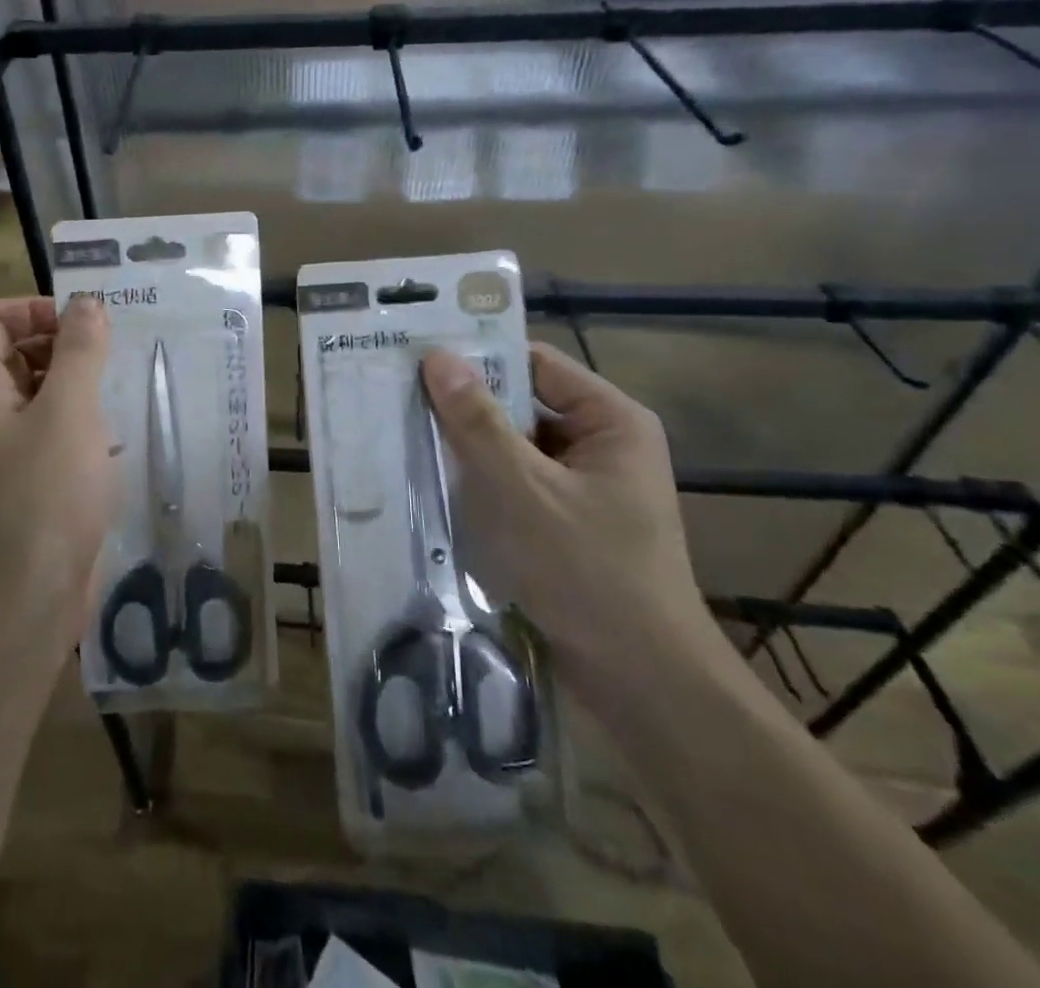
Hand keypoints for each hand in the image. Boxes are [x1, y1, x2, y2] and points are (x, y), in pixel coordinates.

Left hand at [0, 296, 119, 648]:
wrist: (25, 601)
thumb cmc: (46, 495)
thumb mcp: (69, 411)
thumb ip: (78, 350)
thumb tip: (85, 302)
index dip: (37, 309)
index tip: (86, 326)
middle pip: (14, 351)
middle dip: (62, 345)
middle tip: (110, 359)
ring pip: (35, 393)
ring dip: (74, 386)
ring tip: (114, 398)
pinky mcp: (22, 481)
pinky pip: (46, 432)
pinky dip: (75, 424)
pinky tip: (109, 443)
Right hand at [420, 343, 722, 701]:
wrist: (641, 683)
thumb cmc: (588, 571)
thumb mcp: (523, 489)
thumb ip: (478, 422)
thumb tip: (437, 357)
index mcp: (611, 421)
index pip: (535, 364)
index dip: (479, 357)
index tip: (417, 355)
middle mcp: (600, 445)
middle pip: (521, 406)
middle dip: (465, 406)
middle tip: (398, 394)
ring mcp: (583, 488)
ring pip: (512, 448)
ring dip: (466, 448)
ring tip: (401, 433)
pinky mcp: (564, 523)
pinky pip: (514, 485)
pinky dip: (478, 484)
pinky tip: (431, 484)